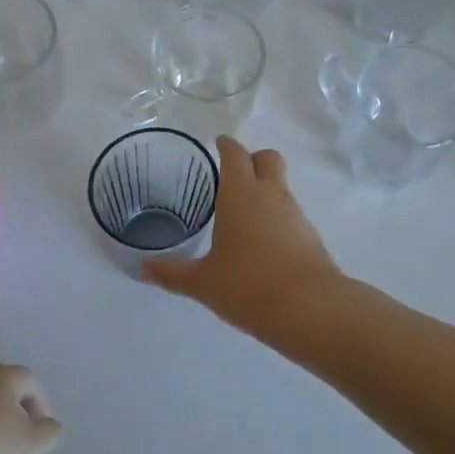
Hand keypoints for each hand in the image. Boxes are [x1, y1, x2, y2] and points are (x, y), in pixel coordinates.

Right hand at [144, 137, 341, 332]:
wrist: (309, 309)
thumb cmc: (248, 286)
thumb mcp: (203, 282)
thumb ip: (172, 273)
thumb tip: (143, 269)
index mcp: (241, 194)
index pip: (235, 154)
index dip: (226, 145)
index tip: (218, 143)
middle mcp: (271, 195)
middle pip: (268, 158)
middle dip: (253, 159)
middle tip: (234, 175)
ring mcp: (295, 214)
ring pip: (281, 186)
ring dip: (265, 190)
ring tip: (243, 215)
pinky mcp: (311, 236)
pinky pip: (291, 214)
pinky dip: (277, 218)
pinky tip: (263, 243)